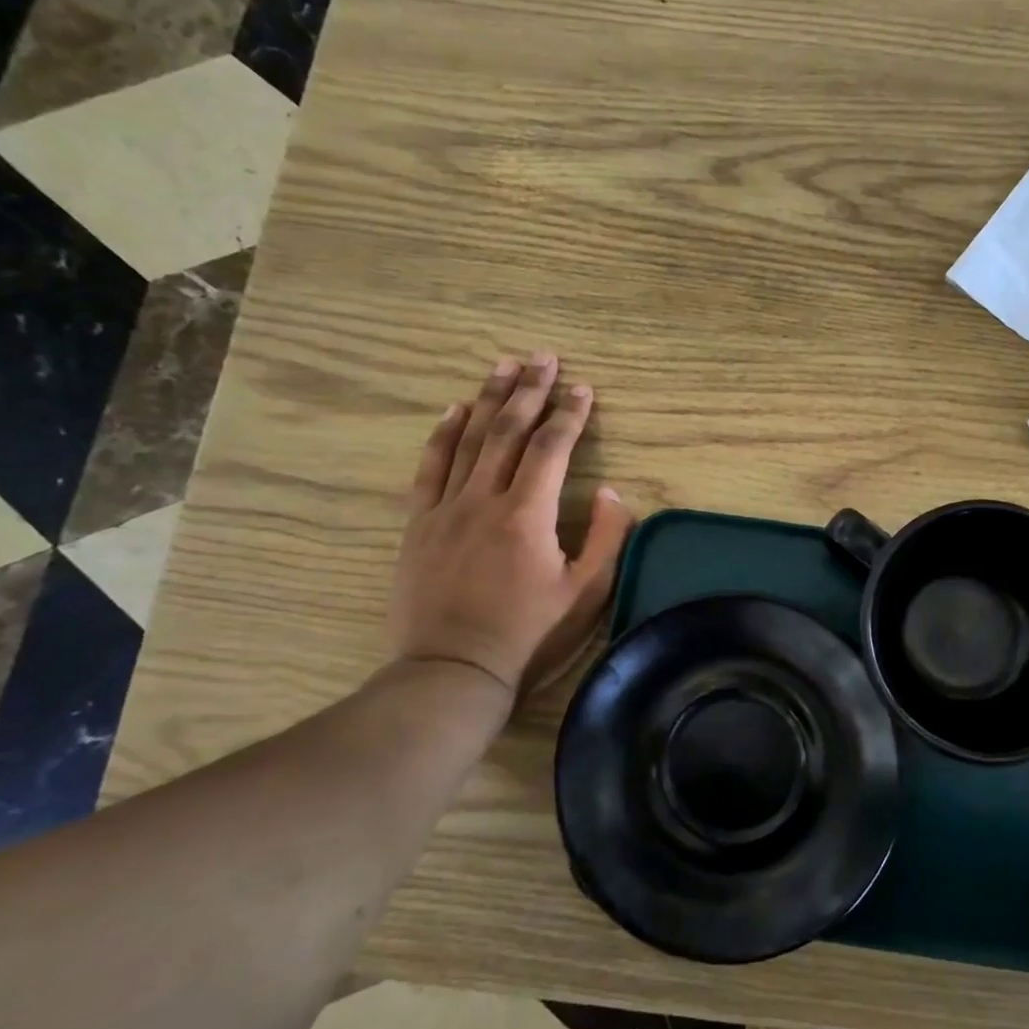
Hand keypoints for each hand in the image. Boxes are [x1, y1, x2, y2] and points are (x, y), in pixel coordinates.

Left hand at [390, 354, 634, 705]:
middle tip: (544, 357)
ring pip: (469, 440)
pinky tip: (454, 409)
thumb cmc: (528, 634)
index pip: (552, 448)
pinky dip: (442, 434)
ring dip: (489, 398)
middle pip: (508, 430)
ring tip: (504, 365)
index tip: (584, 388)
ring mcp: (446, 509)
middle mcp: (484, 499)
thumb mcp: (586, 592)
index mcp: (528, 514)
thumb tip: (609, 491)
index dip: (570, 415)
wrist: (453, 671)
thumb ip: (606, 537)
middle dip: (529, 390)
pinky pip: (430, 467)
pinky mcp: (419, 524)